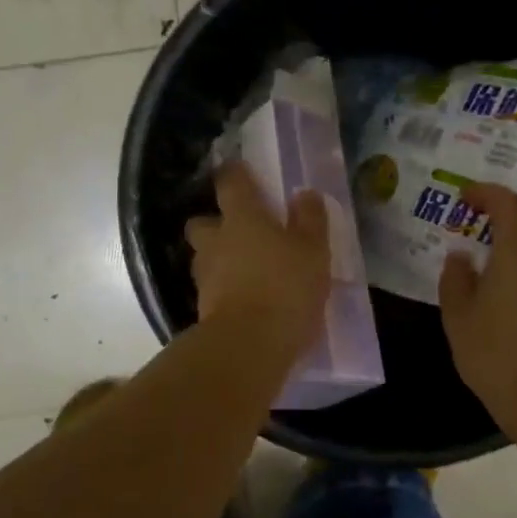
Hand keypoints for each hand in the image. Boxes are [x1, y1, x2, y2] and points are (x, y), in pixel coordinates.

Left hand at [186, 163, 331, 356]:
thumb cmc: (285, 287)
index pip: (230, 182)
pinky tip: (245, 298)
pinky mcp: (203, 308)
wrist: (249, 346)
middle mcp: (216, 241)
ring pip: (205, 257)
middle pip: (202, 222)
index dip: (235, 174)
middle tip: (240, 230)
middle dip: (215, 223)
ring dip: (219, 258)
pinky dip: (224, 288)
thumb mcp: (313, 250)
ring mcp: (206, 276)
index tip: (242, 171)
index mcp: (242, 218)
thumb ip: (310, 219)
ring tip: (245, 269)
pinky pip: (212, 288)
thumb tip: (304, 194)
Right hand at [439, 183, 516, 432]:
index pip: (508, 204)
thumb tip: (460, 256)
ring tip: (481, 264)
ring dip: (513, 246)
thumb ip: (455, 279)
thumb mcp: (459, 317)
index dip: (485, 194)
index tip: (462, 198)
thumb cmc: (498, 354)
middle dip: (502, 217)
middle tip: (473, 229)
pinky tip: (499, 294)